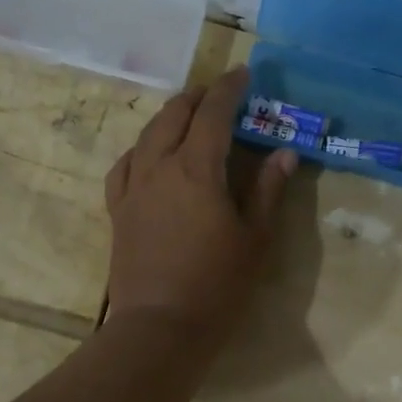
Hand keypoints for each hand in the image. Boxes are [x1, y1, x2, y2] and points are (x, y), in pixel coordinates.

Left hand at [104, 67, 296, 332]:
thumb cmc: (217, 284)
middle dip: (198, 96)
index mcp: (196, 169)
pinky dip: (141, 148)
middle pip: (174, 115)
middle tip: (219, 92)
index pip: (213, 113)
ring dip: (170, 116)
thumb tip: (283, 153)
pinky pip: (125, 165)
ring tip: (188, 115)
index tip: (244, 74)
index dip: (229, 89)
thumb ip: (267, 190)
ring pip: (147, 135)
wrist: (159, 327)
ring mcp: (133, 188)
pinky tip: (149, 154)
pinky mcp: (118, 210)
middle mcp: (159, 167)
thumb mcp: (255, 238)